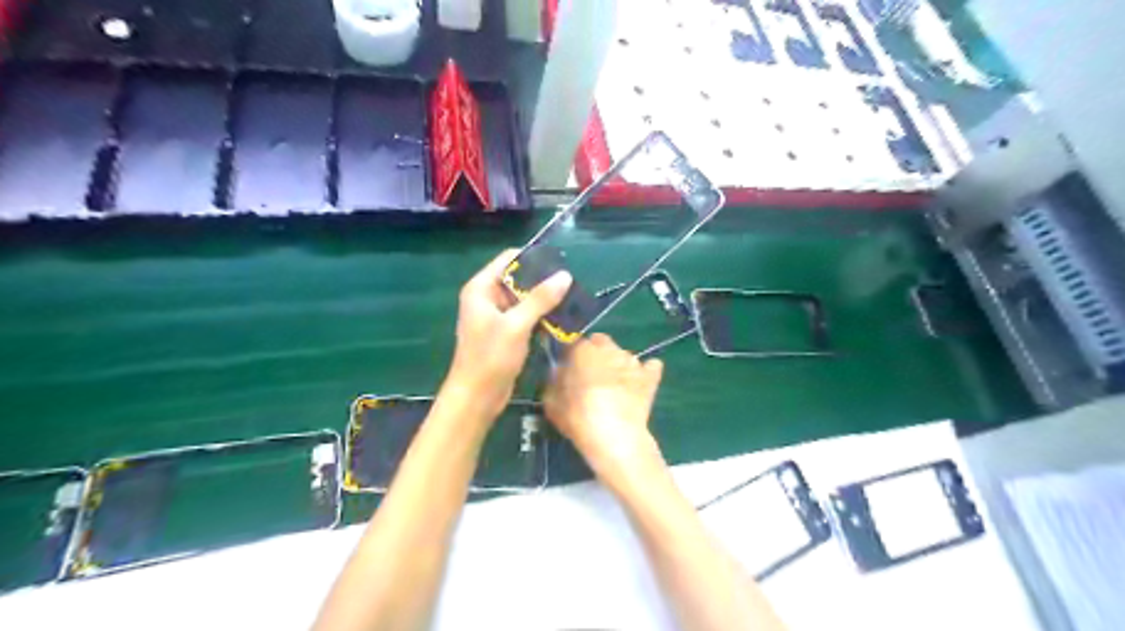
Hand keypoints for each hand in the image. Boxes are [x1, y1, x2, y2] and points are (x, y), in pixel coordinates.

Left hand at [443, 248, 572, 415]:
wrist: (477, 397)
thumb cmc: (490, 357)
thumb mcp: (517, 325)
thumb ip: (540, 299)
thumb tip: (565, 276)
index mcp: (481, 288)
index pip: (508, 259)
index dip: (532, 257)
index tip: (560, 260)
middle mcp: (487, 297)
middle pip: (518, 278)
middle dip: (543, 280)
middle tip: (572, 281)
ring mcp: (497, 316)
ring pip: (525, 299)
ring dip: (545, 299)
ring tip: (572, 296)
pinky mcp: (506, 332)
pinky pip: (526, 316)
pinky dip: (542, 315)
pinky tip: (563, 316)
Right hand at [548, 333, 661, 489]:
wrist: (615, 436)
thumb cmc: (578, 417)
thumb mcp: (551, 402)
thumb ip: (555, 380)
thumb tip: (559, 372)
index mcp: (583, 350)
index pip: (575, 342)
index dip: (572, 355)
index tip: (570, 370)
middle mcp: (609, 349)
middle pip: (601, 343)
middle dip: (597, 354)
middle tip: (592, 376)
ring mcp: (632, 361)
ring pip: (623, 355)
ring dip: (618, 364)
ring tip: (615, 387)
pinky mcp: (650, 376)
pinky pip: (650, 366)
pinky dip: (646, 371)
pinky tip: (640, 383)